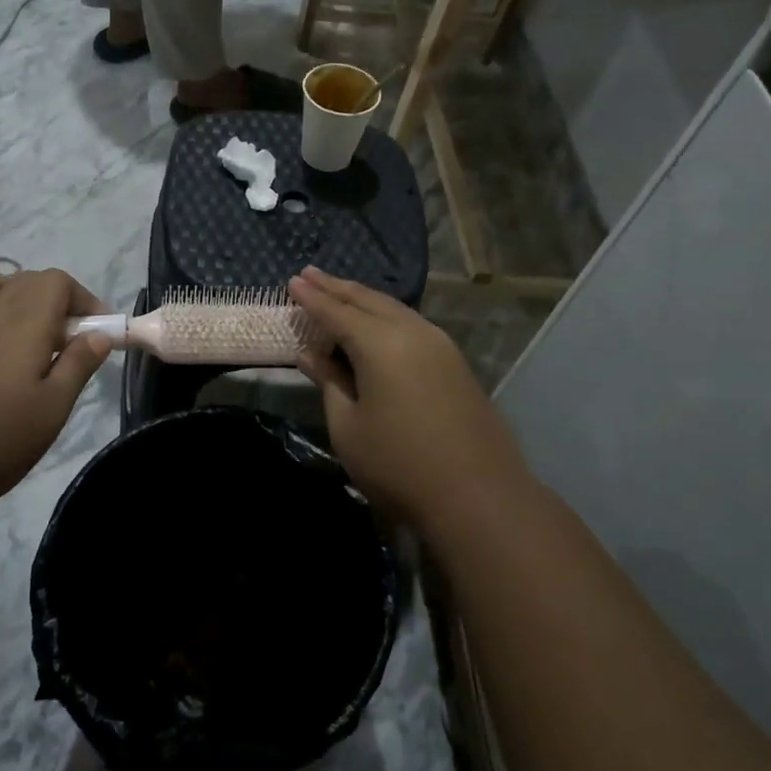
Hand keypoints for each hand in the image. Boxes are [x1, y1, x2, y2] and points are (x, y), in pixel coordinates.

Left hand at [0, 268, 110, 509]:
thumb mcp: (53, 408)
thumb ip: (78, 365)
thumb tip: (98, 334)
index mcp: (26, 322)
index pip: (58, 281)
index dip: (83, 299)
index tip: (96, 332)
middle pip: (25, 280)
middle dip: (53, 300)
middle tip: (65, 342)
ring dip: (7, 296)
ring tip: (19, 330)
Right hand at [290, 267, 531, 527]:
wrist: (479, 496)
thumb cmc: (399, 465)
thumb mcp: (348, 427)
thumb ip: (329, 382)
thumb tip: (310, 354)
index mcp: (380, 344)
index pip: (337, 312)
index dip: (311, 298)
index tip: (292, 281)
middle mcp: (412, 332)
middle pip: (367, 300)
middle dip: (336, 287)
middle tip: (310, 274)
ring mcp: (440, 345)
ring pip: (394, 308)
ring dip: (363, 298)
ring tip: (338, 290)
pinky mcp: (455, 362)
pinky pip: (412, 323)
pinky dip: (386, 315)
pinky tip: (377, 320)